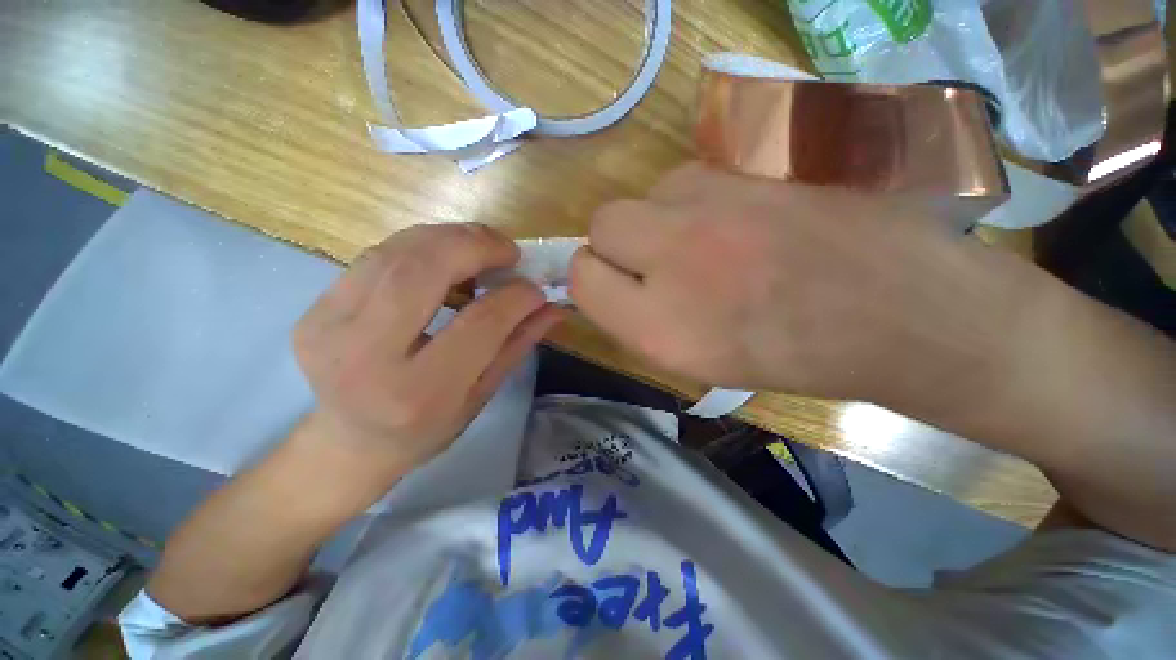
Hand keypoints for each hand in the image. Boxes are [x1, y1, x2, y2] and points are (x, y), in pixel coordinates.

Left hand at [293, 223, 561, 474]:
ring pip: (398, 252)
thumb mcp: (483, 394)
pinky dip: (419, 246)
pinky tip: (443, 257)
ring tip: (480, 248)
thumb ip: (518, 344)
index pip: (480, 322)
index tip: (535, 287)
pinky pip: (377, 256)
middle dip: (475, 246)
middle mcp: (365, 356)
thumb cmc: (427, 428)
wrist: (350, 443)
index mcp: (418, 392)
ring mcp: (328, 326)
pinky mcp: (314, 309)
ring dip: (448, 238)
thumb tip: (554, 306)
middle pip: (425, 269)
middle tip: (507, 250)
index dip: (515, 296)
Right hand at [570, 162, 1037, 411]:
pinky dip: (694, 202)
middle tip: (653, 264)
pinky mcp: (754, 170)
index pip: (582, 276)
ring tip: (703, 246)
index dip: (592, 279)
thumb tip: (605, 283)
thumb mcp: (692, 362)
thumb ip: (635, 320)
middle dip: (615, 244)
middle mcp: (674, 258)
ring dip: (658, 220)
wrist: (898, 313)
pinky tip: (733, 222)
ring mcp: (717, 204)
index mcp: (659, 325)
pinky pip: (690, 178)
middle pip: (601, 223)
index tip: (614, 287)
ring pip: (646, 195)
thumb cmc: (788, 356)